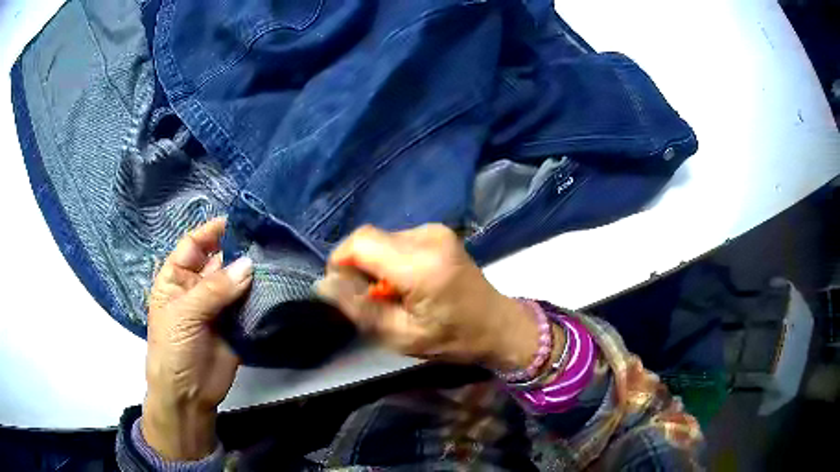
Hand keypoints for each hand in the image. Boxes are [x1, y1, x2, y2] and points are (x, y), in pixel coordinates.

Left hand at [142, 217, 252, 459]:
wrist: (189, 394)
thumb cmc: (173, 349)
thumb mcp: (184, 314)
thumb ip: (214, 289)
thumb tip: (248, 265)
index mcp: (176, 278)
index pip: (193, 245)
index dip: (211, 232)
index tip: (237, 221)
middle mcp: (197, 287)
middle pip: (218, 260)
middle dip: (237, 250)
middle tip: (266, 239)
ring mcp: (218, 306)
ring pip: (236, 280)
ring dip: (252, 272)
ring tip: (276, 258)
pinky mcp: (236, 324)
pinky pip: (249, 303)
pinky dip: (261, 295)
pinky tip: (275, 284)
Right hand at [315, 224, 539, 371]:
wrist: (496, 324)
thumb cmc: (452, 339)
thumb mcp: (400, 337)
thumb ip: (359, 309)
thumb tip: (322, 284)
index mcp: (422, 265)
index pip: (360, 243)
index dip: (341, 263)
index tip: (344, 291)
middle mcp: (428, 237)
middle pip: (368, 238)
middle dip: (357, 266)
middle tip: (371, 298)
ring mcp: (435, 230)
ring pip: (380, 238)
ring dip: (374, 263)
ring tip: (392, 292)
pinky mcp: (437, 230)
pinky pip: (395, 239)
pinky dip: (389, 258)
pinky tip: (406, 280)